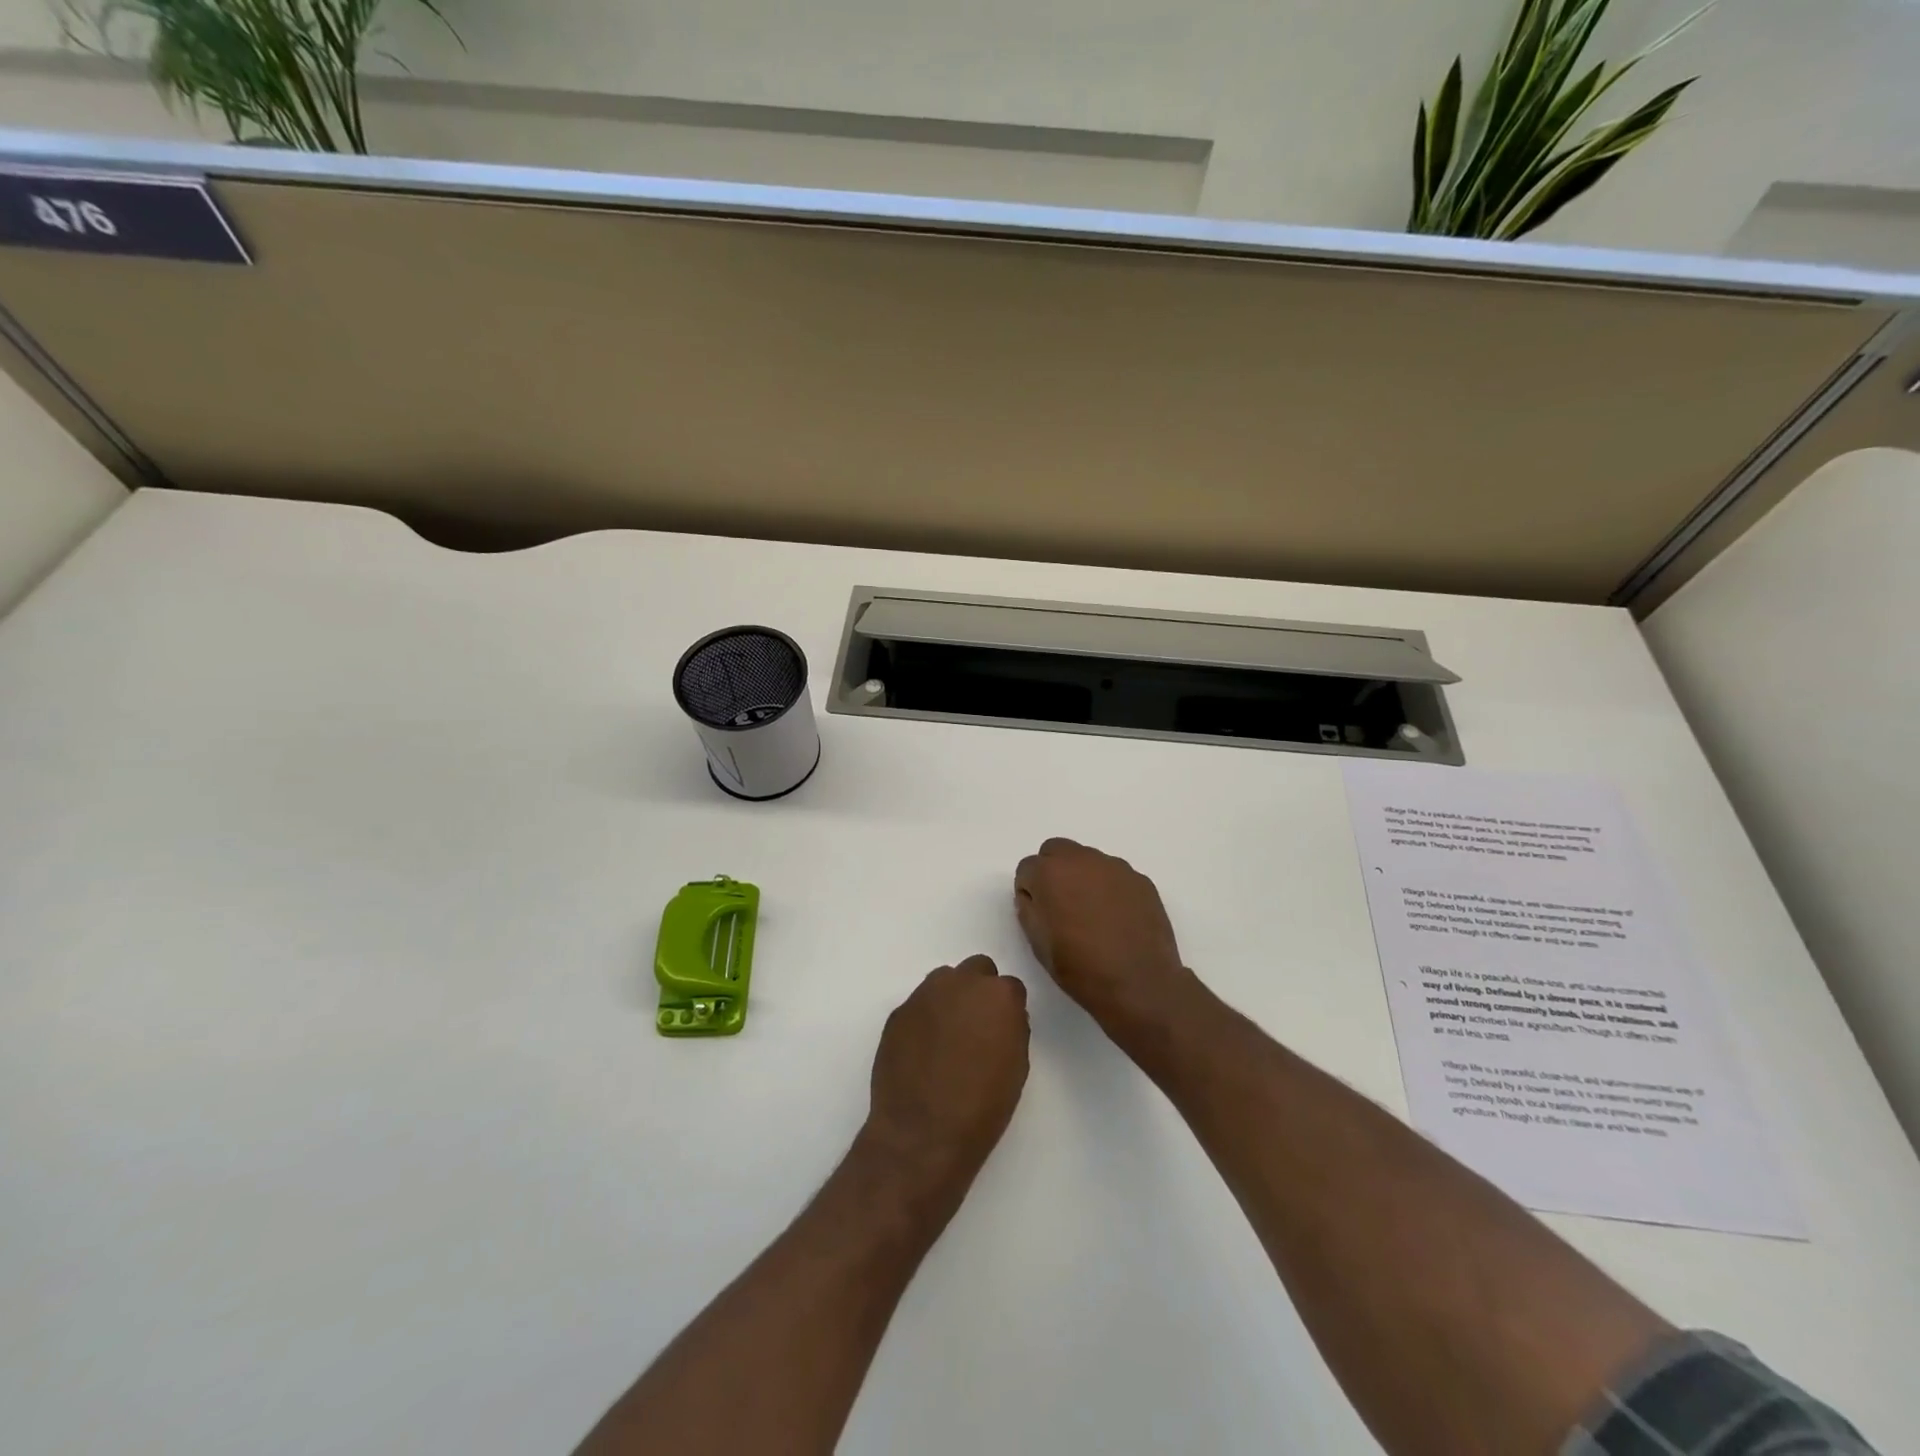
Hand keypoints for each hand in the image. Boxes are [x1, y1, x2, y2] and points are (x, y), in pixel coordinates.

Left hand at [863, 957, 1029, 1195]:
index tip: (1003, 1031)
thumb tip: (1002, 1020)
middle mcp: (961, 983)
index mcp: (998, 995)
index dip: (1007, 1010)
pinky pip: (918, 1005)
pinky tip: (923, 1050)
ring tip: (947, 1037)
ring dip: (950, 998)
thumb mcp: (1016, 1068)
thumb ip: (1013, 1030)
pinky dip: (924, 1019)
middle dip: (979, 991)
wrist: (922, 1134)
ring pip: (944, 981)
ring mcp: (925, 994)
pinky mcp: (898, 1012)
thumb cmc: (982, 1107)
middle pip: (976, 970)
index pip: (1010, 987)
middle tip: (976, 1026)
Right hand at [1014, 838, 1194, 1036]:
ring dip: (1082, 877)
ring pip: (1088, 860)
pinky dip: (1109, 888)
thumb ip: (1029, 909)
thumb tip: (1034, 896)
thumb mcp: (1038, 943)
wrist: (1139, 983)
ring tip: (1092, 914)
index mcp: (1050, 873)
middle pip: (1056, 851)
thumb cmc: (1080, 967)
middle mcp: (1081, 859)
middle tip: (1060, 904)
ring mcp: (1115, 867)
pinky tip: (1116, 918)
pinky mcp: (1140, 879)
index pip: (1027, 868)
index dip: (1030, 890)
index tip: (1039, 912)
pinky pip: (1114, 875)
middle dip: (1053, 871)